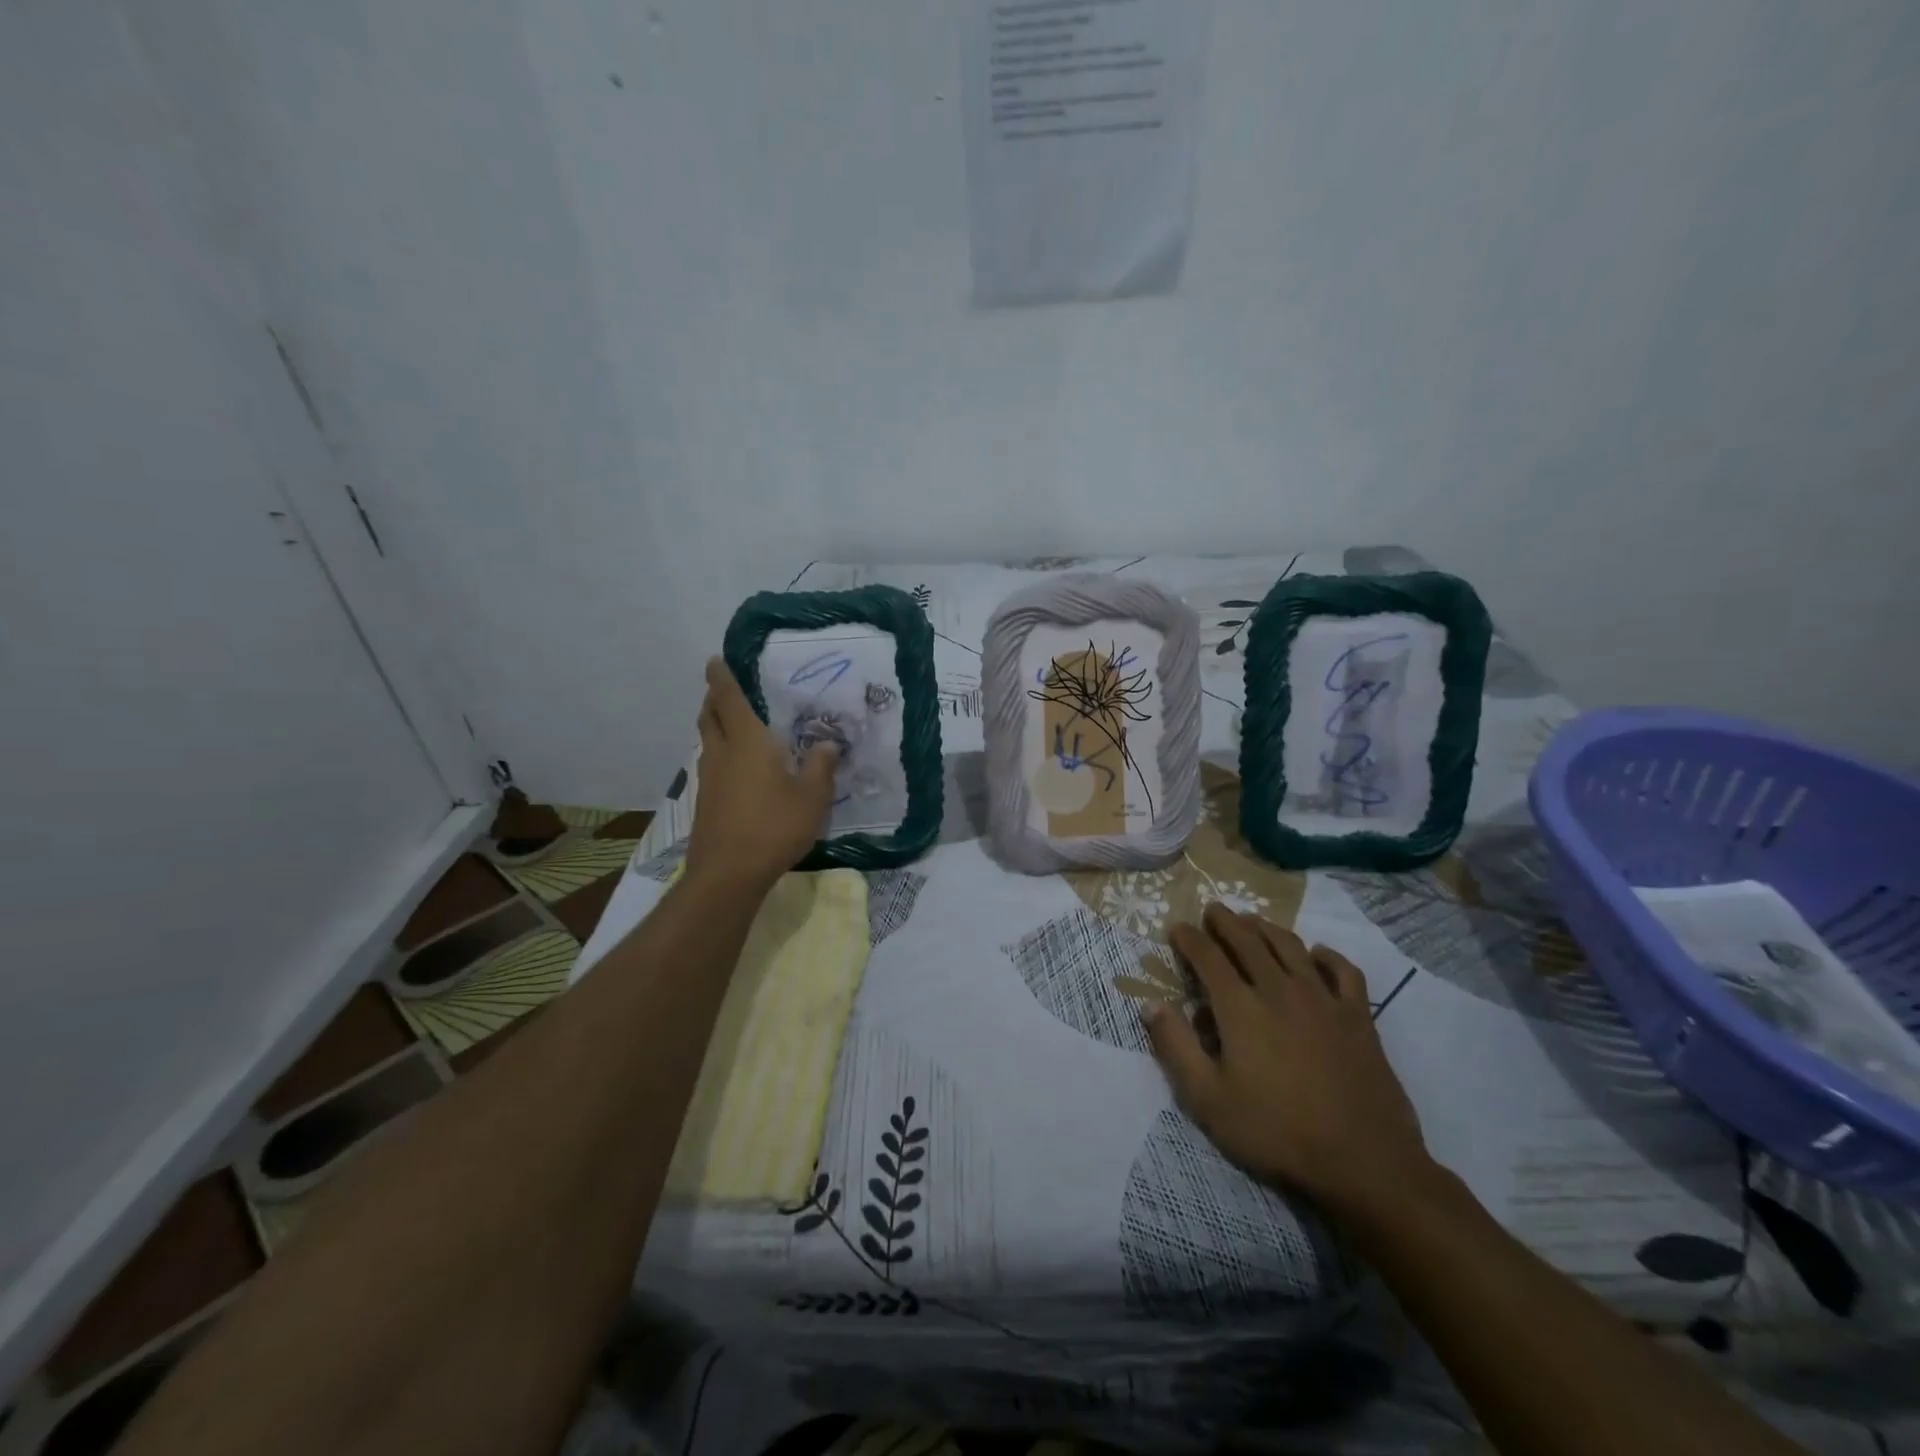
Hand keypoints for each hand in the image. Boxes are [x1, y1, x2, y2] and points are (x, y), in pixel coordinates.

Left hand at [685, 657, 838, 889]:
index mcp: (747, 742)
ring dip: (715, 726)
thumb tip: (827, 743)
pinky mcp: (705, 802)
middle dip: (713, 698)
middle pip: (709, 716)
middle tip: (725, 690)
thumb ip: (821, 766)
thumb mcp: (812, 797)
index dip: (721, 677)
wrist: (729, 874)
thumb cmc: (774, 827)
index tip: (715, 660)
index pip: (729, 698)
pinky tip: (739, 769)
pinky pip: (711, 765)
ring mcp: (708, 779)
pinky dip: (720, 753)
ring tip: (734, 725)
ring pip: (707, 741)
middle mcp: (722, 753)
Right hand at [1144, 903, 1433, 1218]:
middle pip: (1248, 941)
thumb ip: (1176, 1047)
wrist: (1363, 1161)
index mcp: (1240, 1007)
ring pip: (1290, 946)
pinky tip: (1317, 954)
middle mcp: (1279, 990)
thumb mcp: (1208, 1099)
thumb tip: (1151, 1004)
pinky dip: (1327, 955)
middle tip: (1213, 909)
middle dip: (1226, 921)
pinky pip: (1343, 971)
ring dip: (1267, 928)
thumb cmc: (1276, 1131)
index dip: (1189, 939)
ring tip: (1253, 921)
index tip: (1177, 928)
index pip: (1207, 957)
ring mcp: (1323, 1000)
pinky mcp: (1358, 1017)